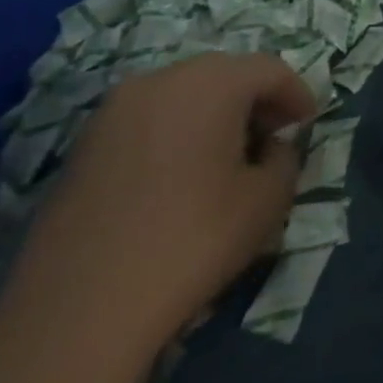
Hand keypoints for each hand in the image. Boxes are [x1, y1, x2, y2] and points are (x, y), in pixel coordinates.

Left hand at [0, 53, 315, 363]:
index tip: (308, 124)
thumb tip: (270, 147)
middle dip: (255, 99)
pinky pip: (148, 121)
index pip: (271, 69)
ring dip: (214, 114)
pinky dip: (175, 133)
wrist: (75, 313)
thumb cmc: (192, 241)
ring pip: (182, 95)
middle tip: (273, 135)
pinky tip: (181, 176)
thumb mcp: (269, 199)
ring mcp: (112, 112)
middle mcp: (159, 81)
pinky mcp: (82, 147)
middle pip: (224, 73)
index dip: (297, 94)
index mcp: (211, 83)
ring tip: (228, 157)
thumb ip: (284, 158)